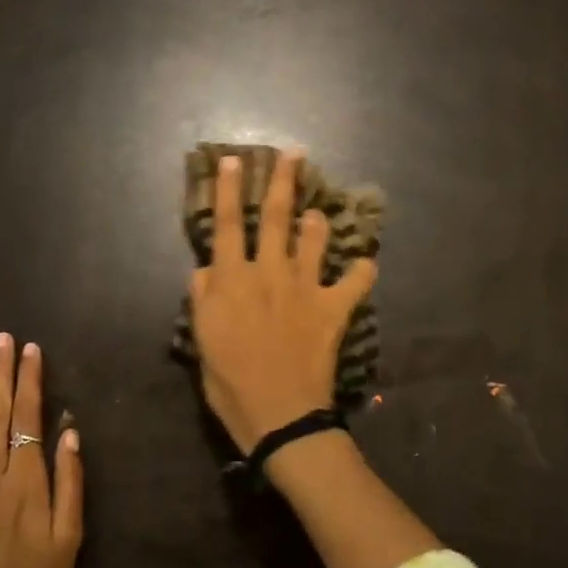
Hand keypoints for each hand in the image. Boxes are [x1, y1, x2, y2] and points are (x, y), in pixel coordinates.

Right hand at [188, 148, 376, 451]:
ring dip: (317, 222)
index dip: (227, 190)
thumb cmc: (230, 382)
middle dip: (283, 181)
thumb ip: (202, 299)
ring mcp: (305, 288)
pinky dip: (361, 271)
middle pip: (275, 217)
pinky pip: (355, 281)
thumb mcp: (202, 340)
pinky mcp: (333, 309)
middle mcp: (269, 273)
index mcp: (232, 280)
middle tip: (294, 153)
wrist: (279, 413)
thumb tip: (205, 269)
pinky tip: (365, 265)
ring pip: (315, 239)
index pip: (226, 225)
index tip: (232, 160)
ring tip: (319, 213)